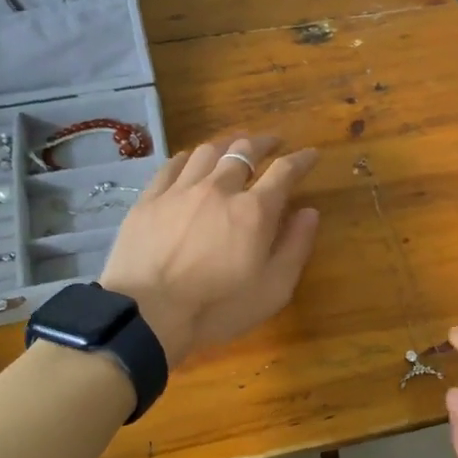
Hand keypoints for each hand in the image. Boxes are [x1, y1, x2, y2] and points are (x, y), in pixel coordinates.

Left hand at [99, 133, 320, 366]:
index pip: (284, 171)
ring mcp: (180, 190)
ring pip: (208, 152)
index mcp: (254, 210)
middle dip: (264, 143)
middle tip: (272, 144)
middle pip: (244, 150)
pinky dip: (189, 158)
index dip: (301, 160)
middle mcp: (219, 189)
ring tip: (232, 148)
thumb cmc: (217, 308)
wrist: (147, 314)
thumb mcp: (273, 289)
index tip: (310, 155)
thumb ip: (295, 247)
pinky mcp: (149, 199)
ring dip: (226, 146)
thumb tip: (309, 212)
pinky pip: (172, 165)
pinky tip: (191, 161)